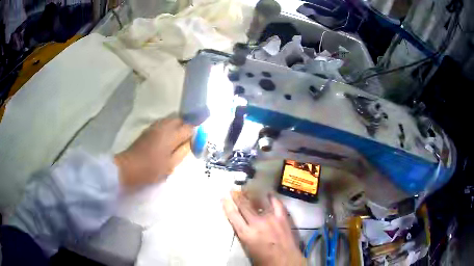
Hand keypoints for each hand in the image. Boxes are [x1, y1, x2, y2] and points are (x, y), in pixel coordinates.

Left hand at [114, 116, 192, 190]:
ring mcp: (155, 126)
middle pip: (180, 120)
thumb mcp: (170, 165)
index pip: (189, 127)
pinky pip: (163, 124)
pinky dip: (168, 129)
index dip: (194, 134)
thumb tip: (189, 143)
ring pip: (171, 120)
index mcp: (171, 135)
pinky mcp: (148, 129)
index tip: (193, 143)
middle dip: (185, 128)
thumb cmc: (150, 169)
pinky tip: (166, 140)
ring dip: (176, 127)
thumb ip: (182, 152)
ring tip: (176, 141)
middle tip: (185, 142)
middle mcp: (164, 126)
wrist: (128, 166)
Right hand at [223, 191, 305, 265]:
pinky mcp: (282, 217)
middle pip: (245, 206)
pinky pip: (276, 203)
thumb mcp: (247, 248)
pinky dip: (271, 197)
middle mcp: (257, 223)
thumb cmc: (264, 259)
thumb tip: (241, 224)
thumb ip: (244, 234)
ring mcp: (271, 218)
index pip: (233, 215)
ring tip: (247, 188)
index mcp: (246, 233)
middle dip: (237, 196)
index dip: (227, 205)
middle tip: (233, 189)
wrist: (285, 261)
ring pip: (259, 202)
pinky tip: (268, 193)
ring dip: (252, 194)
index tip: (224, 197)